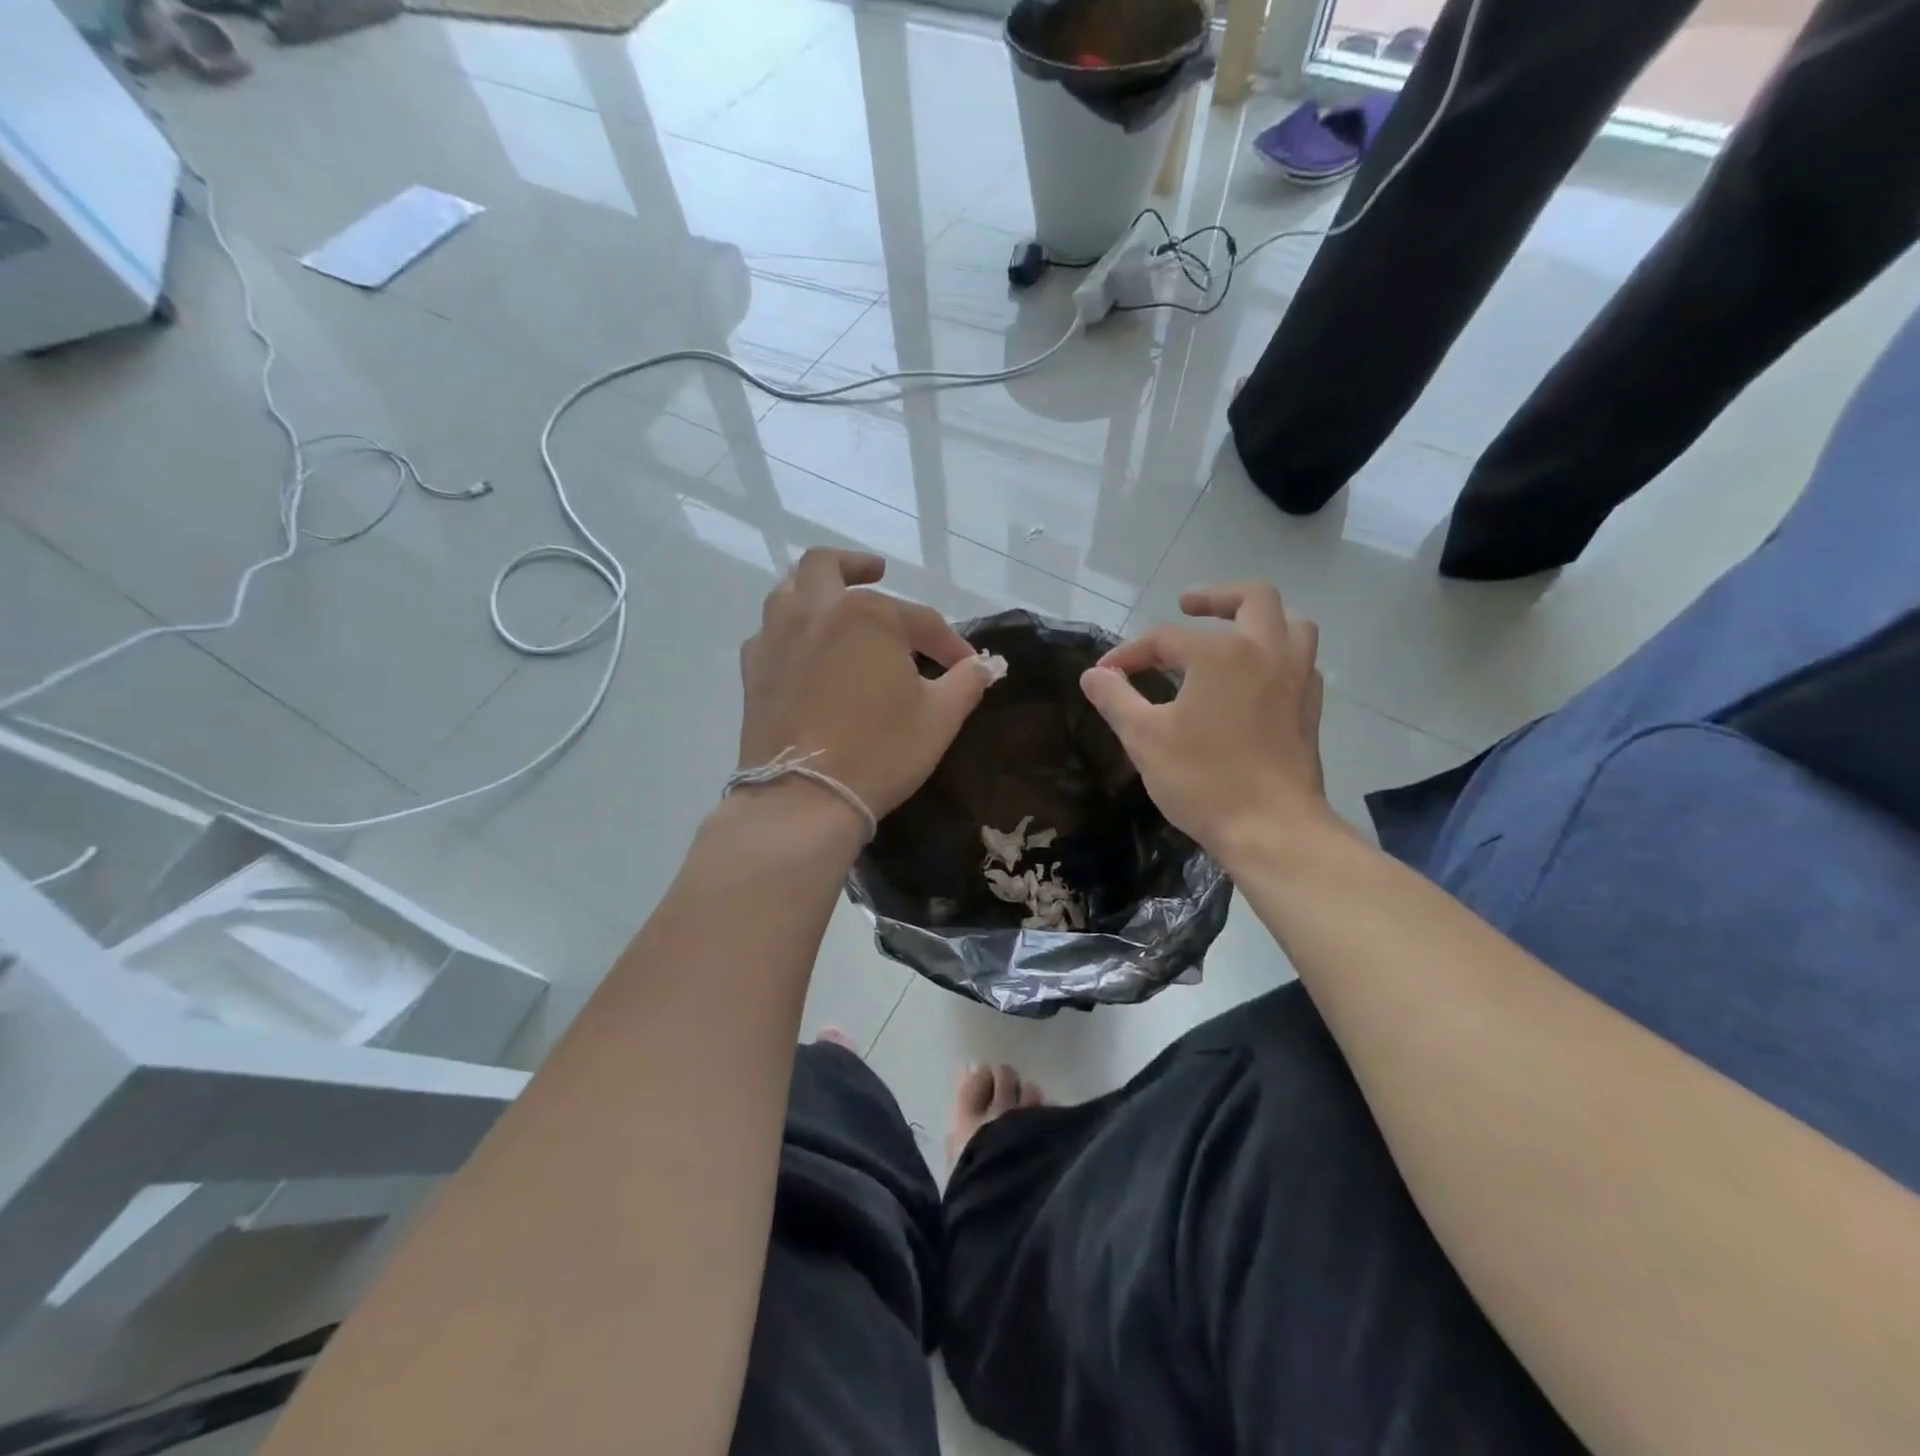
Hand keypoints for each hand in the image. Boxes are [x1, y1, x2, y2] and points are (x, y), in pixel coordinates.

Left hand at [737, 549, 997, 826]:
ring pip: (789, 589)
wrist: (804, 797)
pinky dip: (790, 630)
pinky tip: (804, 651)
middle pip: (829, 566)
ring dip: (815, 588)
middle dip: (857, 565)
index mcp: (867, 615)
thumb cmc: (880, 751)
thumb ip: (965, 683)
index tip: (966, 667)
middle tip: (876, 572)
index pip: (920, 620)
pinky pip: (770, 632)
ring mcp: (777, 638)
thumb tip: (984, 666)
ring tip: (836, 604)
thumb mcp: (940, 718)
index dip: (948, 644)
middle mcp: (816, 611)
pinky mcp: (754, 671)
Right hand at [1079, 582, 1332, 857]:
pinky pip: (1302, 663)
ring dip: (1260, 619)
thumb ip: (1115, 699)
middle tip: (1187, 605)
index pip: (1165, 638)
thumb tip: (1093, 674)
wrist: (1271, 828)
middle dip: (1216, 597)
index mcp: (1220, 654)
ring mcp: (1296, 680)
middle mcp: (1265, 653)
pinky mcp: (1310, 710)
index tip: (1106, 676)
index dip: (1130, 653)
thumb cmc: (1203, 779)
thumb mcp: (1143, 738)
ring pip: (1292, 624)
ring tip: (1232, 633)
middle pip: (1253, 598)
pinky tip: (1257, 679)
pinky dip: (1279, 656)